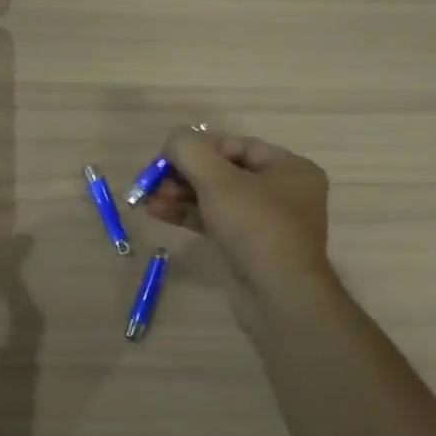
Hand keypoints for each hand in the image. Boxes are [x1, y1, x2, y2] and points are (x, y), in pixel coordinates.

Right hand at [140, 127, 335, 321]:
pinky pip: (214, 221)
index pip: (236, 145)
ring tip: (147, 197)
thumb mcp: (218, 180)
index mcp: (289, 168)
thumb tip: (173, 139)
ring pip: (215, 198)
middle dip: (184, 174)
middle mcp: (282, 192)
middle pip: (223, 171)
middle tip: (152, 180)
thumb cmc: (255, 226)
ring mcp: (265, 223)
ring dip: (180, 195)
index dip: (198, 147)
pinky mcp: (248, 248)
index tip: (165, 156)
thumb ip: (190, 151)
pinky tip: (157, 212)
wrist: (278, 296)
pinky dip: (188, 215)